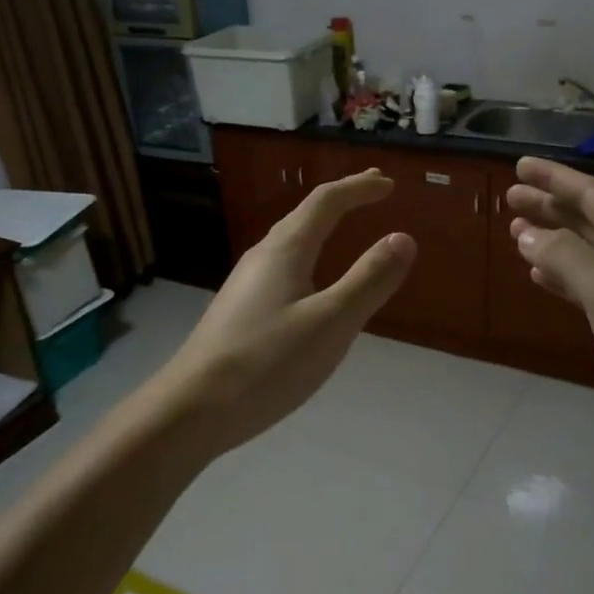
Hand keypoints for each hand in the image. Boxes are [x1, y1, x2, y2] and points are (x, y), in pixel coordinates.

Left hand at [154, 169, 415, 459]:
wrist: (191, 409)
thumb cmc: (266, 363)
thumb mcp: (331, 322)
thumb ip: (368, 280)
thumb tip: (403, 238)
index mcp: (285, 250)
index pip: (325, 202)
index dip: (358, 188)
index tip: (388, 184)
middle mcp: (262, 257)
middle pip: (305, 215)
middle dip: (341, 199)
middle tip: (372, 189)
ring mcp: (246, 284)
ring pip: (291, 241)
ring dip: (323, 226)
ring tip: (344, 226)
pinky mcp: (240, 311)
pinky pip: (283, 266)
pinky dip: (309, 255)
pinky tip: (310, 282)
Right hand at [505, 156, 593, 471]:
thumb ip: (568, 258)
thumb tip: (528, 234)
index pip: (592, 196)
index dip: (555, 178)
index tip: (519, 165)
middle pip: (588, 221)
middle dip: (550, 205)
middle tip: (510, 198)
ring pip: (586, 253)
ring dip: (552, 239)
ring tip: (516, 233)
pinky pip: (588, 287)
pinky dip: (563, 277)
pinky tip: (541, 277)